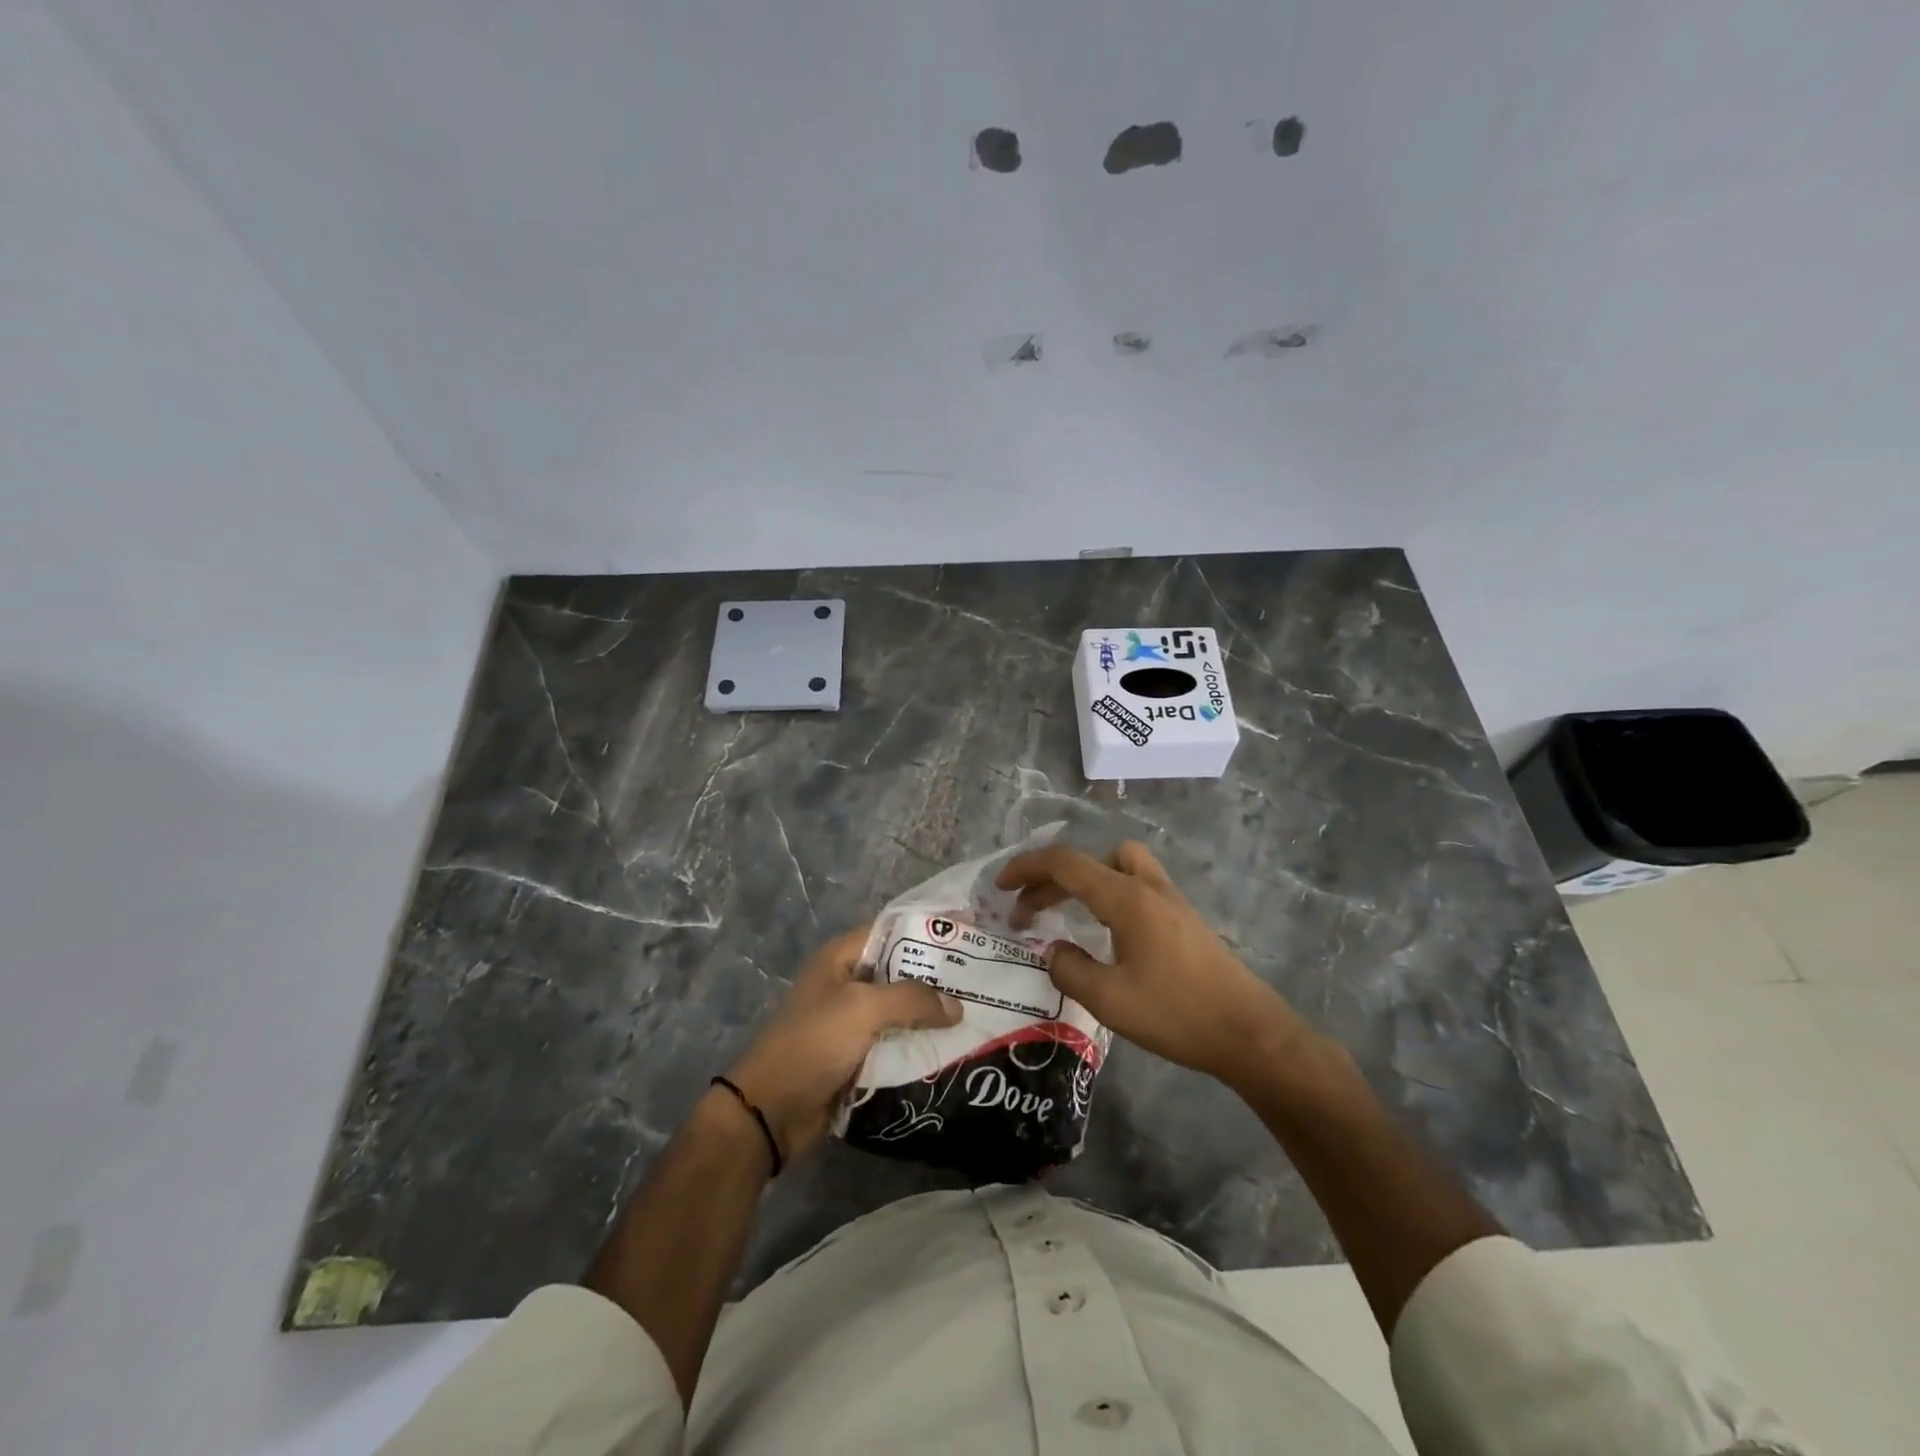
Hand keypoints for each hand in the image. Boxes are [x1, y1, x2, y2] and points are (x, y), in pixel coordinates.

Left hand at [724, 927, 960, 1163]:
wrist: (770, 1113)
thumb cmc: (813, 1044)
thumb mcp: (862, 1009)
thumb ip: (912, 999)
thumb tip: (956, 1007)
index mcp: (842, 957)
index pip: (894, 930)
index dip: (930, 929)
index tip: (971, 932)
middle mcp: (849, 983)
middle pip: (903, 970)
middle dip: (940, 976)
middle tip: (984, 978)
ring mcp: (853, 1022)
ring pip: (903, 1010)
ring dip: (934, 1015)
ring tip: (979, 1013)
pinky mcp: (858, 1056)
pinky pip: (897, 1043)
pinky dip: (921, 1044)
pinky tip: (955, 1048)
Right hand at [996, 841, 1315, 1088]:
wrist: (1250, 1033)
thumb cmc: (1177, 1014)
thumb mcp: (1109, 1000)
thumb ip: (1069, 970)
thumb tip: (1053, 951)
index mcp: (1126, 898)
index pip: (1066, 863)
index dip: (1027, 868)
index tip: (1001, 887)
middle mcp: (1147, 887)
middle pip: (1089, 861)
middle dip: (1050, 879)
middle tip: (1026, 912)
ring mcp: (1170, 899)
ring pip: (1118, 865)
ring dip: (1085, 878)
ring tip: (1066, 910)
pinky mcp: (1183, 917)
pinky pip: (1135, 883)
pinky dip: (1108, 892)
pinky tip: (1105, 931)